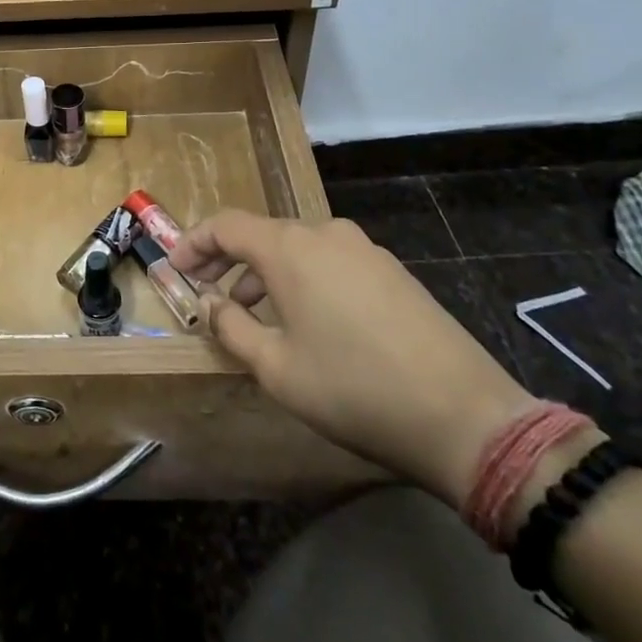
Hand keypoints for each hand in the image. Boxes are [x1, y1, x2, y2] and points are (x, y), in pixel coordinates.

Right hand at [170, 211, 539, 508]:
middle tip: (209, 295)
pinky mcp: (392, 271)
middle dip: (229, 262)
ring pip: (298, 249)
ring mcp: (365, 250)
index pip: (227, 225)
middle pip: (263, 235)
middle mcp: (326, 234)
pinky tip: (308, 322)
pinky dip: (303, 281)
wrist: (465, 415)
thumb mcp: (276, 368)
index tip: (176, 269)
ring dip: (267, 275)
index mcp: (290, 248)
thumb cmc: (354, 389)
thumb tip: (214, 305)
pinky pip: (331, 263)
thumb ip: (233, 329)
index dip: (194, 243)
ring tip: (256, 317)